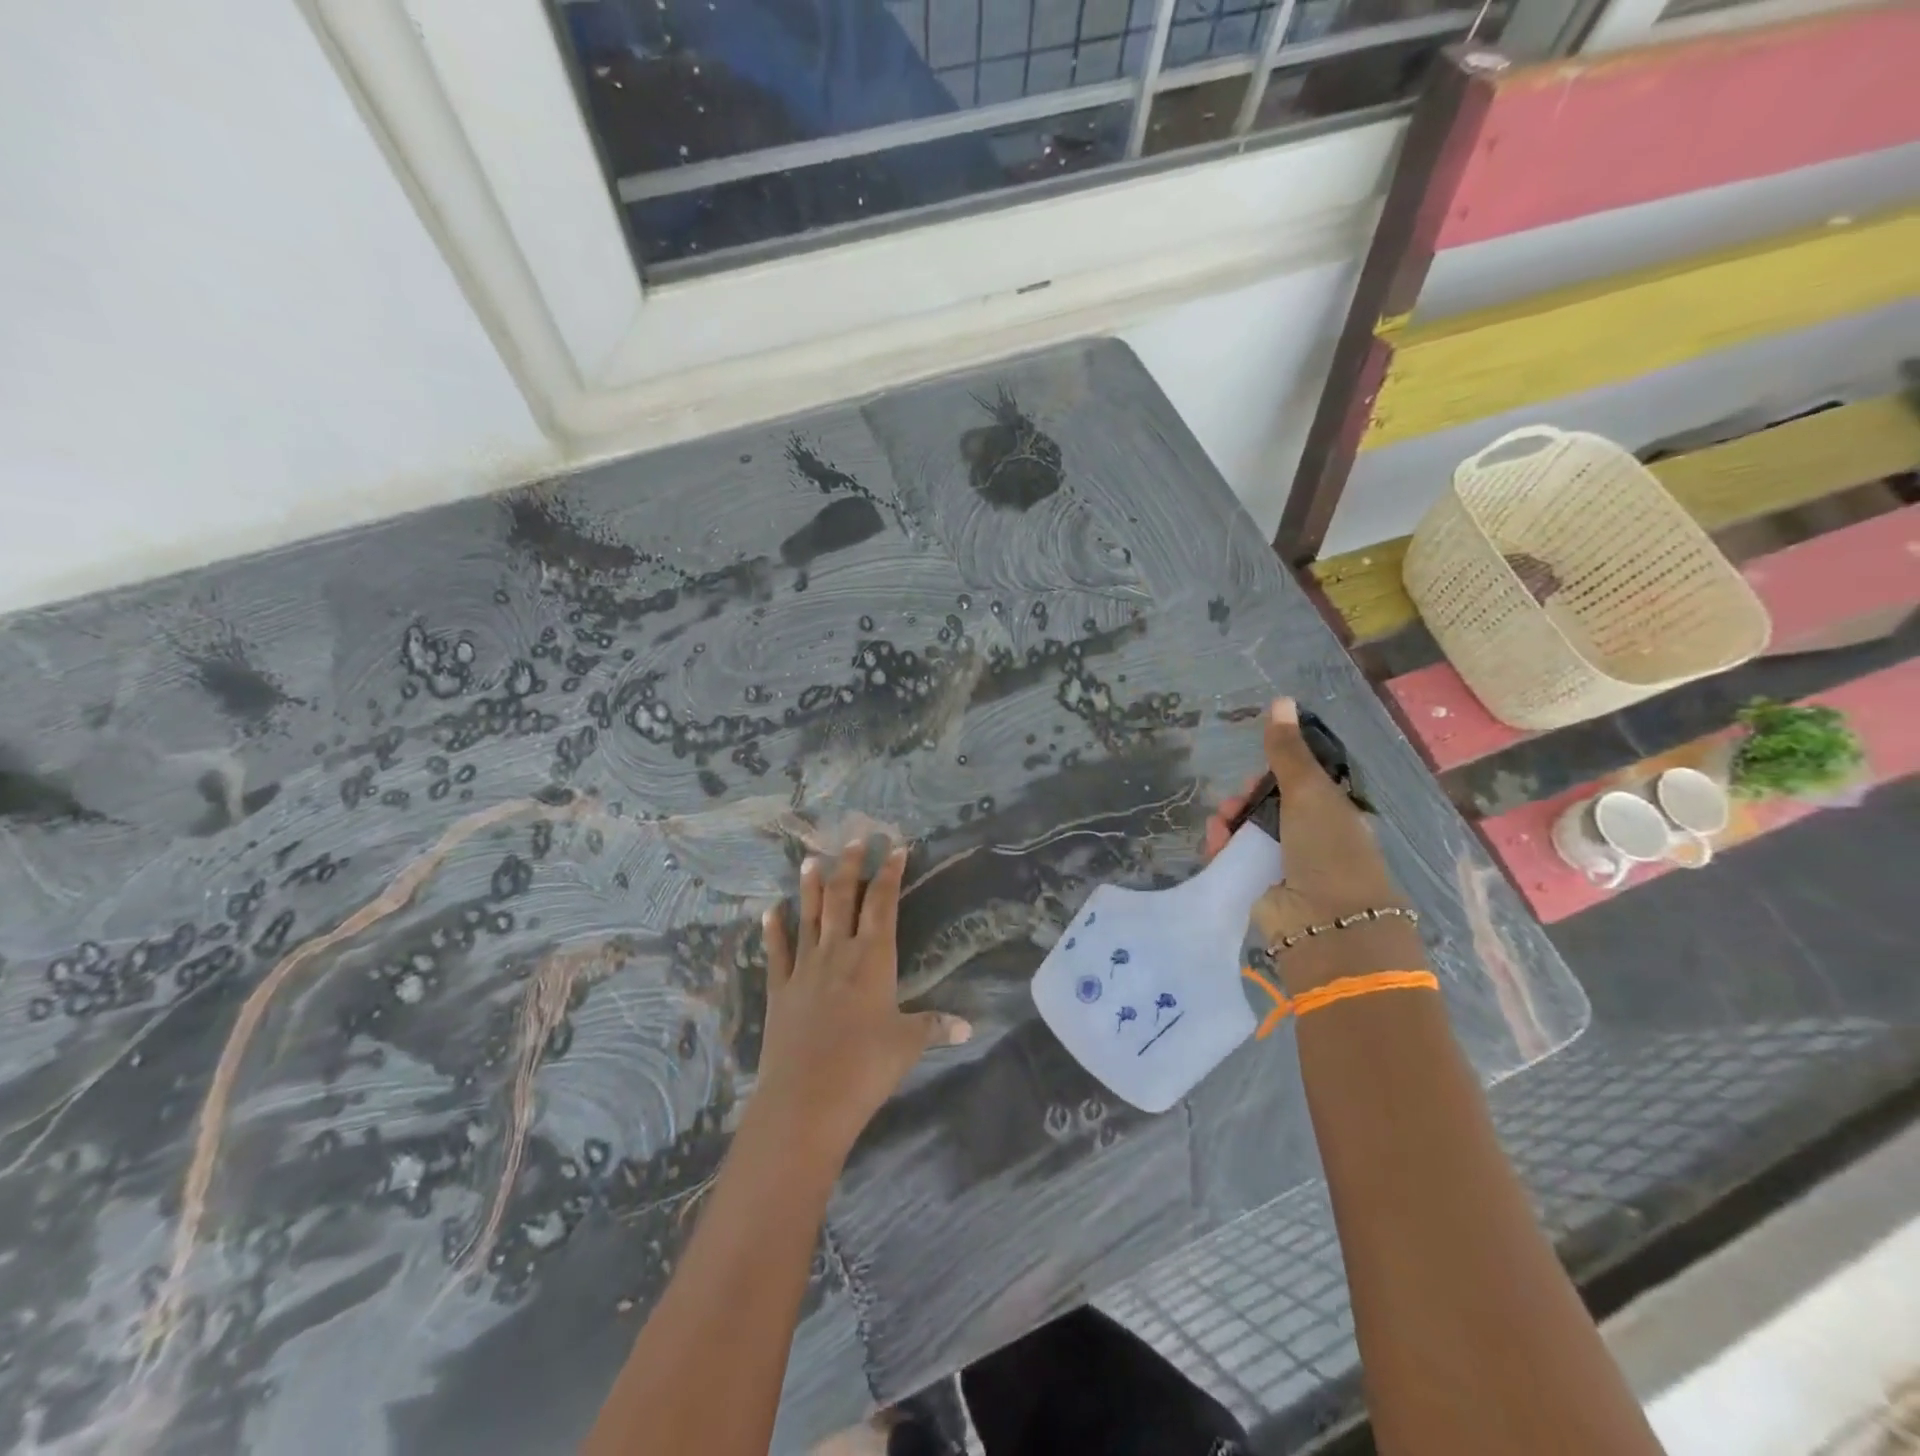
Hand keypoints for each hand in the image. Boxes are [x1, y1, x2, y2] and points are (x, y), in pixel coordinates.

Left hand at [755, 843, 971, 1164]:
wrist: (805, 1100)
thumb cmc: (865, 1068)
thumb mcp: (908, 1045)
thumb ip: (935, 1027)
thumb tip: (970, 1026)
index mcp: (873, 958)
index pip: (883, 903)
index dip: (889, 872)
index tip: (895, 847)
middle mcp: (838, 952)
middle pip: (843, 898)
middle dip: (850, 866)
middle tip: (855, 838)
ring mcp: (804, 968)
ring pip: (808, 916)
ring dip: (810, 886)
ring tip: (810, 859)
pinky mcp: (779, 990)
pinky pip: (777, 952)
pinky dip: (774, 930)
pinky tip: (770, 911)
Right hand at [1206, 699, 1419, 992]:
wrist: (1326, 923)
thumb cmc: (1328, 850)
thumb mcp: (1309, 791)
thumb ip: (1288, 750)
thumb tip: (1280, 700)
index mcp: (1333, 812)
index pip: (1297, 782)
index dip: (1272, 773)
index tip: (1257, 771)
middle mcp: (1311, 836)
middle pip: (1267, 804)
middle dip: (1245, 797)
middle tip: (1235, 801)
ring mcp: (1285, 863)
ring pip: (1247, 830)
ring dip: (1229, 821)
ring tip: (1221, 825)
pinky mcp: (1260, 886)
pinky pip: (1235, 856)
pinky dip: (1222, 847)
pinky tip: (1215, 843)